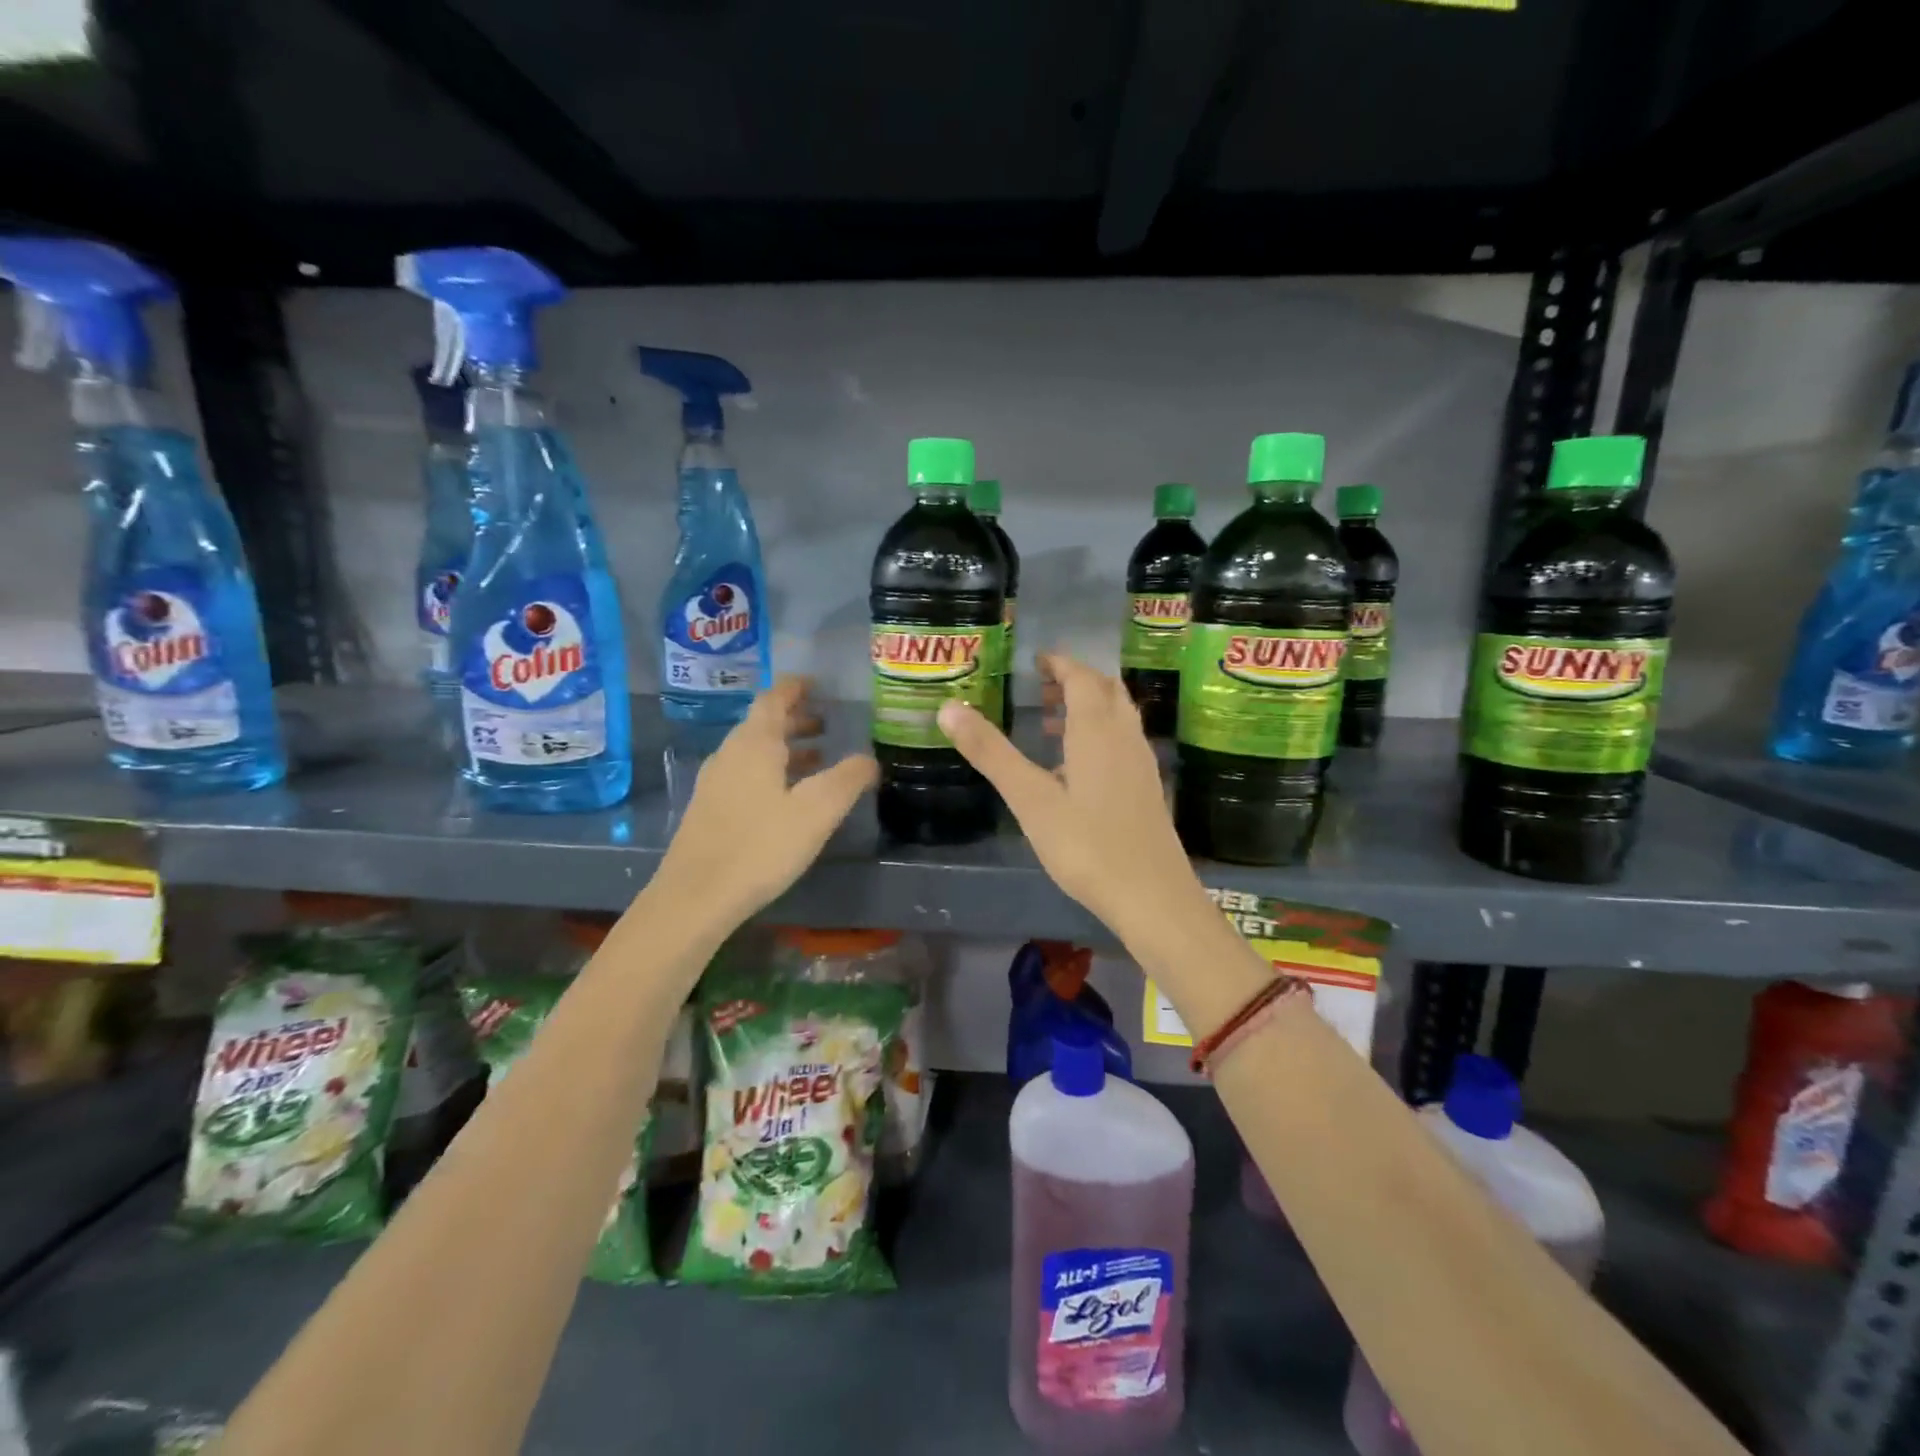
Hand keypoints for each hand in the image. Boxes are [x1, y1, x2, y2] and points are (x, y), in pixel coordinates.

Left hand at [657, 677, 876, 923]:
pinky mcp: (709, 808)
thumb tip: (869, 759)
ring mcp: (715, 781)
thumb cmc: (761, 846)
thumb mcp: (817, 811)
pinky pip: (746, 773)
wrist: (695, 897)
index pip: (774, 698)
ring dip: (786, 747)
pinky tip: (789, 796)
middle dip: (796, 719)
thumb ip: (848, 779)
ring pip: (754, 750)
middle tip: (827, 723)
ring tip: (818, 758)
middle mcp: (730, 753)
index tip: (818, 685)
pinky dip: (772, 770)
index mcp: (755, 743)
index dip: (796, 687)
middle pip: (763, 723)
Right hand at [936, 652, 1204, 942]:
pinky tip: (1075, 770)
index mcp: (1096, 729)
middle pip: (1105, 690)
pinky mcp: (1147, 788)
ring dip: (1087, 708)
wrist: (1152, 896)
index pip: (1081, 677)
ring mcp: (1141, 763)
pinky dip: (1098, 735)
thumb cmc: (1086, 844)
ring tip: (1048, 724)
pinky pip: (1122, 742)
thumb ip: (990, 752)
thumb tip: (948, 708)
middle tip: (1041, 689)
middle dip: (1075, 681)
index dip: (1059, 663)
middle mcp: (1124, 736)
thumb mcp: (1029, 798)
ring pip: (1117, 716)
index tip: (1036, 661)